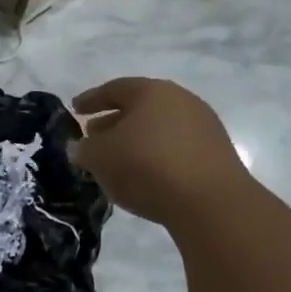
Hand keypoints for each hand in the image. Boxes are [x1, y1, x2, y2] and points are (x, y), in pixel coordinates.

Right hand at [71, 78, 250, 227]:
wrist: (210, 202)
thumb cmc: (147, 167)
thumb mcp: (100, 158)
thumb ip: (84, 149)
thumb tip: (81, 147)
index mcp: (152, 91)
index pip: (114, 89)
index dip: (91, 99)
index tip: (75, 109)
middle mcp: (181, 101)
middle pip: (139, 107)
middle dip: (113, 121)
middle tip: (93, 136)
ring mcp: (203, 126)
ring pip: (158, 128)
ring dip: (135, 141)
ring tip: (117, 160)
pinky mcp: (215, 153)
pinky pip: (175, 147)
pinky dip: (155, 155)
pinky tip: (144, 175)